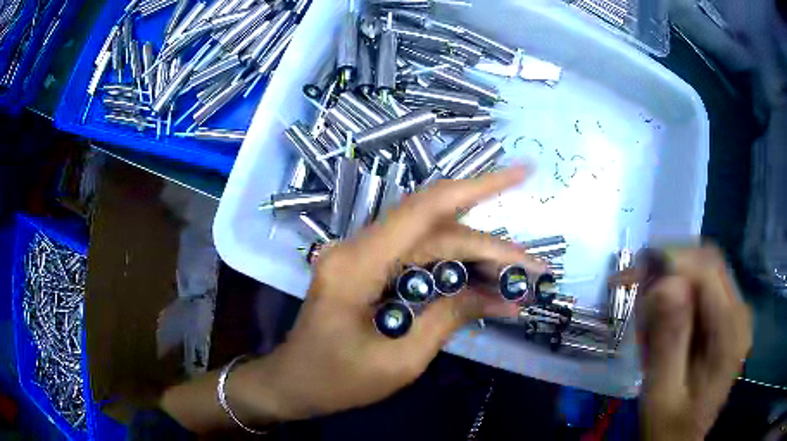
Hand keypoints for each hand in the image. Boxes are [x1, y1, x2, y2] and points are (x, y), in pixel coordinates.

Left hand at [162, 166, 545, 432]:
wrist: (293, 382)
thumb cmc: (336, 381)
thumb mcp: (400, 361)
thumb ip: (449, 319)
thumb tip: (500, 296)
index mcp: (358, 265)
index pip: (427, 209)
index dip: (480, 186)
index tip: (521, 171)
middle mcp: (359, 248)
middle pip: (439, 232)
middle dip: (492, 249)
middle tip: (535, 271)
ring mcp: (362, 255)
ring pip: (433, 244)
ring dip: (477, 260)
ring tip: (518, 281)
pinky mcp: (368, 268)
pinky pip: (419, 260)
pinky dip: (454, 272)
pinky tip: (484, 286)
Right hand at [637, 245, 751, 440]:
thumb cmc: (670, 428)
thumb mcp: (662, 396)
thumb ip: (669, 344)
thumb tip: (666, 285)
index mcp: (731, 334)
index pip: (706, 271)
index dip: (669, 261)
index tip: (631, 275)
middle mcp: (740, 314)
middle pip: (708, 262)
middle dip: (669, 264)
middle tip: (633, 285)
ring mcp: (735, 314)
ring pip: (705, 269)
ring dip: (672, 277)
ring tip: (645, 310)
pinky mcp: (726, 318)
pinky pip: (704, 286)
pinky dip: (679, 291)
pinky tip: (662, 317)